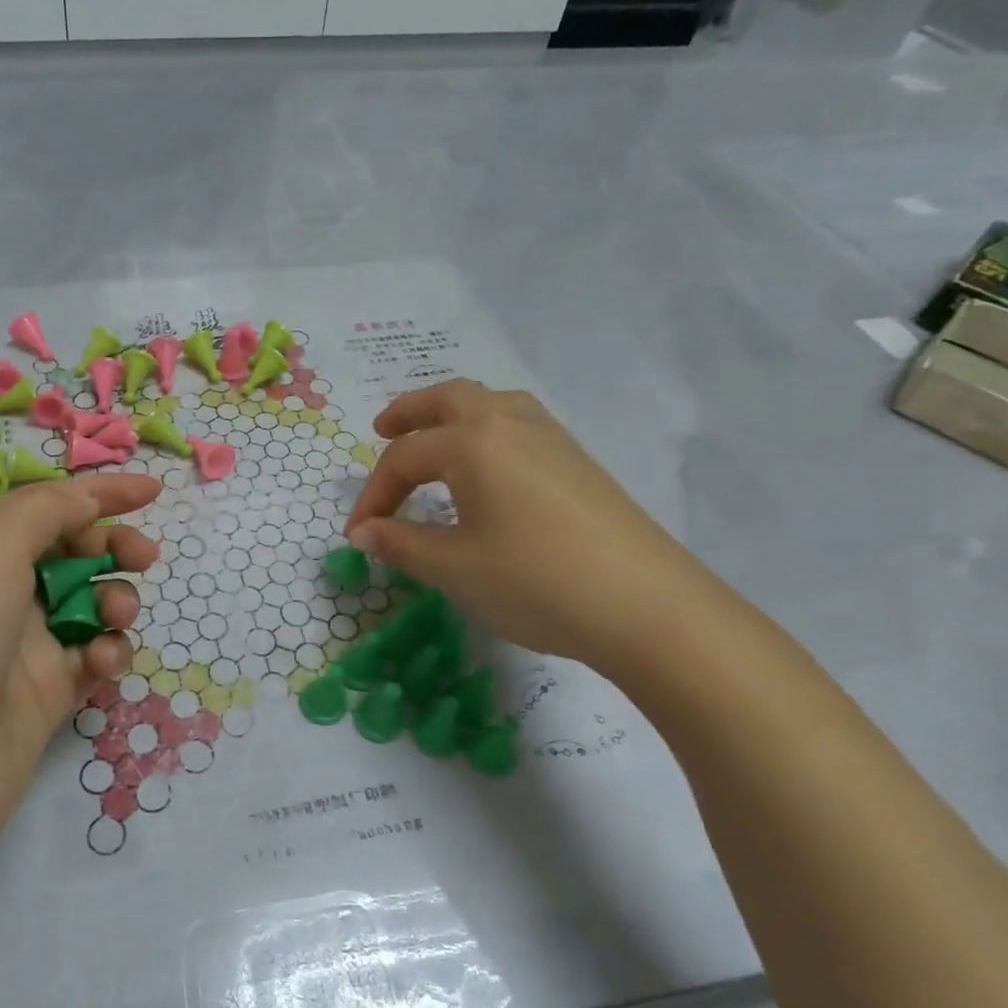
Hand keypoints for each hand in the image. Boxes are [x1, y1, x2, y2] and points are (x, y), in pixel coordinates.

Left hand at [0, 473, 160, 884]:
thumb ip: (47, 512)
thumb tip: (86, 499)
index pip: (46, 507)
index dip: (99, 494)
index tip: (154, 490)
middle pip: (72, 553)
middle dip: (112, 547)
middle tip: (144, 557)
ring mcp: (19, 649)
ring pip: (88, 606)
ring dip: (115, 601)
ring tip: (117, 617)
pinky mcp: (42, 699)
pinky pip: (91, 659)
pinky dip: (107, 653)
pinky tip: (104, 663)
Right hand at [345, 381, 719, 680]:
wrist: (648, 608)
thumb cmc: (535, 582)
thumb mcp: (454, 568)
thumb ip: (401, 543)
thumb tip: (363, 533)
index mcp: (473, 442)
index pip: (404, 458)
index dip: (374, 494)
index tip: (358, 533)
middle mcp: (510, 424)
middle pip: (449, 398)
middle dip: (409, 412)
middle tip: (381, 429)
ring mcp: (552, 438)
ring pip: (491, 403)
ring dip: (453, 412)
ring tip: (435, 437)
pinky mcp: (579, 461)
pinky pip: (520, 423)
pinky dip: (488, 428)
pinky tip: (490, 464)